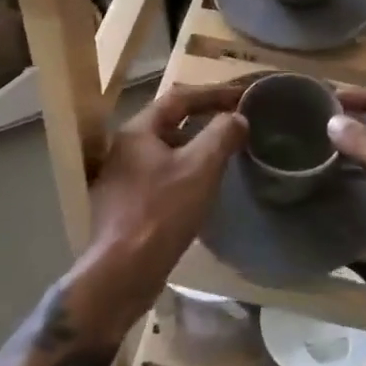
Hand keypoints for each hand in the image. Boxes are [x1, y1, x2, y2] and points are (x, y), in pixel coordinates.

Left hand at [69, 83, 248, 340]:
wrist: (123, 272)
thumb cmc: (162, 212)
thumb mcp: (200, 168)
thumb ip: (221, 136)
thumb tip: (237, 118)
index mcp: (137, 132)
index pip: (178, 98)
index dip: (213, 93)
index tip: (242, 95)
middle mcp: (125, 149)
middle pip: (169, 123)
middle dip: (204, 118)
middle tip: (235, 120)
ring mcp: (123, 178)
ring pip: (166, 151)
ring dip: (196, 146)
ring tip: (225, 151)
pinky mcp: (127, 205)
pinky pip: (162, 176)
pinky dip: (186, 171)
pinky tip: (203, 186)